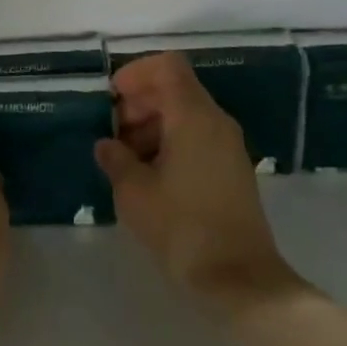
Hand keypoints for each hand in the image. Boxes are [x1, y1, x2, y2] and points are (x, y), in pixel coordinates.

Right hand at [95, 53, 304, 316]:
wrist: (239, 279)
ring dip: (152, 124)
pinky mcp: (232, 169)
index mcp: (193, 117)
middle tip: (112, 133)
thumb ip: (116, 159)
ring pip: (185, 113)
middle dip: (139, 103)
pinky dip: (170, 142)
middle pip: (175, 88)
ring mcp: (228, 145)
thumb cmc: (182, 228)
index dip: (136, 73)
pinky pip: (197, 136)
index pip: (167, 66)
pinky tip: (149, 175)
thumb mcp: (134, 193)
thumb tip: (107, 145)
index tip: (112, 99)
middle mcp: (216, 122)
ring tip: (126, 159)